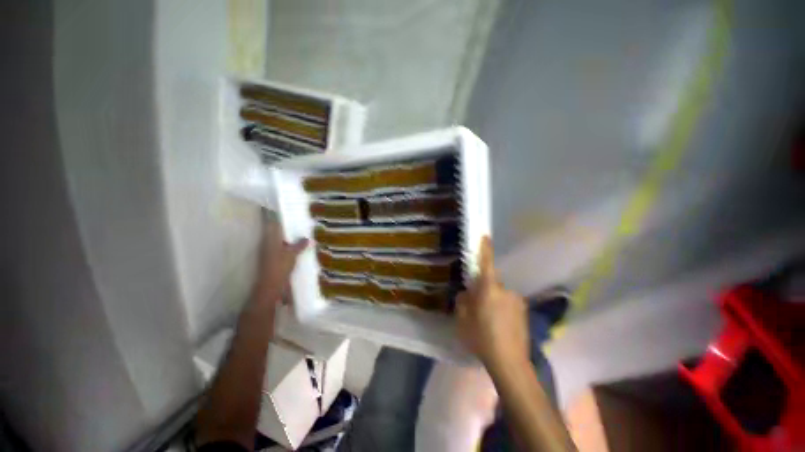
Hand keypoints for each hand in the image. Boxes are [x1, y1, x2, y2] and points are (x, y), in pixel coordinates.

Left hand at [256, 220, 307, 302]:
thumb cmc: (280, 266)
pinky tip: (297, 258)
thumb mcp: (292, 254)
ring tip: (302, 246)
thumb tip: (308, 239)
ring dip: (289, 246)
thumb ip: (300, 245)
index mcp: (271, 238)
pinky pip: (281, 255)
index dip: (285, 223)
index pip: (276, 225)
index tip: (295, 222)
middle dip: (289, 235)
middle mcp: (268, 244)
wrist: (271, 286)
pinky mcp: (272, 264)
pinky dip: (288, 255)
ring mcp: (269, 255)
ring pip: (280, 246)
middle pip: (279, 236)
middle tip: (302, 234)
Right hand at [456, 237, 528, 369]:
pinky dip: (503, 314)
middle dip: (484, 293)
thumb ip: (463, 305)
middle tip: (476, 311)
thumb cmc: (482, 340)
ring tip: (489, 326)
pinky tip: (499, 331)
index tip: (485, 236)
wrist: (509, 359)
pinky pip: (509, 307)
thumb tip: (467, 294)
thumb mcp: (463, 324)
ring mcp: (517, 301)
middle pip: (492, 286)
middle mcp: (506, 291)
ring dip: (495, 305)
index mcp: (489, 291)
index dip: (485, 250)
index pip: (486, 265)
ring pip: (501, 298)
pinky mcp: (524, 313)